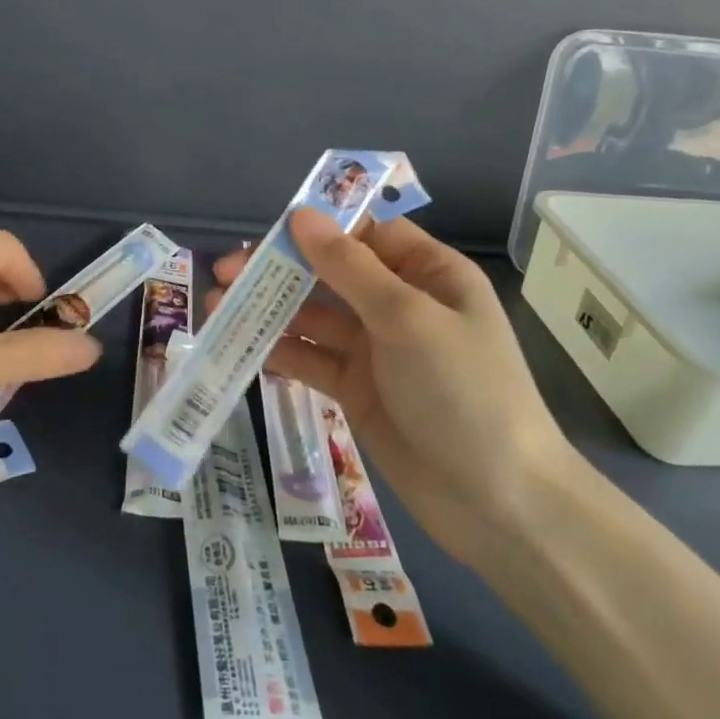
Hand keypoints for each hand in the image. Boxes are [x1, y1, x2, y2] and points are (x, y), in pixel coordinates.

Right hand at [211, 209, 580, 565]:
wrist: (499, 503)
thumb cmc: (463, 391)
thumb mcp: (407, 318)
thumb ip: (348, 267)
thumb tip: (301, 215)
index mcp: (429, 273)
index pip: (366, 233)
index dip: (318, 227)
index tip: (268, 232)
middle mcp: (400, 304)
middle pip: (331, 273)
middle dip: (281, 269)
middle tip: (225, 273)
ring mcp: (377, 349)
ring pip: (315, 316)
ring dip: (271, 309)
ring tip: (220, 308)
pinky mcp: (357, 389)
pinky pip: (312, 358)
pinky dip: (281, 351)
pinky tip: (243, 347)